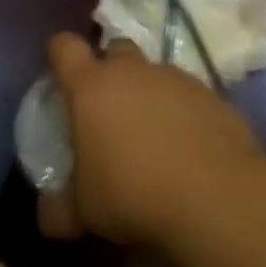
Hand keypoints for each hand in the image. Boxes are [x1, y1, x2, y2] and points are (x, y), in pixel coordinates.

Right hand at [39, 33, 265, 245]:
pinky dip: (185, 113)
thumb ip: (61, 208)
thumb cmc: (133, 194)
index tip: (61, 75)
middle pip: (115, 48)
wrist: (217, 198)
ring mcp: (176, 80)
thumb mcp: (85, 210)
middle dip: (111, 69)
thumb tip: (48, 219)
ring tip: (154, 135)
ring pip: (156, 73)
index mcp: (91, 87)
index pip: (65, 47)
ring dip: (150, 93)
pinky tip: (190, 149)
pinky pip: (190, 96)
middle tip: (110, 108)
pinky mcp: (214, 97)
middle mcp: (132, 72)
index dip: (60, 54)